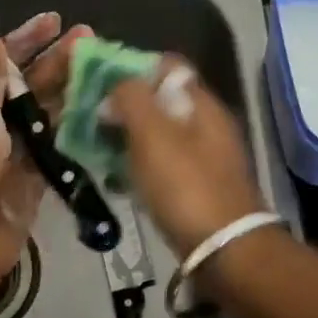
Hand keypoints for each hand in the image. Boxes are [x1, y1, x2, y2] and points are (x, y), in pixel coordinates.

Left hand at [0, 12, 87, 297]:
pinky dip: (78, 132)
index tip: (55, 20)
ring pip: (50, 114)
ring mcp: (18, 153)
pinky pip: (61, 149)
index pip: (4, 63)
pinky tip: (104, 115)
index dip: (27, 39)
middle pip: (32, 85)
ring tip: (106, 71)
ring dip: (73, 92)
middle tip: (92, 40)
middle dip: (59, 61)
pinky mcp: (37, 181)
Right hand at [104, 57, 268, 257]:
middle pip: (161, 100)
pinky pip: (163, 162)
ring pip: (160, 132)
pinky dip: (140, 164)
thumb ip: (132, 98)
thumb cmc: (185, 186)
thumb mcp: (152, 134)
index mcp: (201, 103)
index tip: (100, 84)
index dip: (132, 68)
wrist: (225, 250)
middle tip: (92, 119)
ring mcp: (205, 156)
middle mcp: (207, 124)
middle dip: (125, 105)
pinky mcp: (199, 186)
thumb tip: (117, 84)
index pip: (167, 66)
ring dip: (129, 136)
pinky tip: (120, 178)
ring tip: (98, 148)